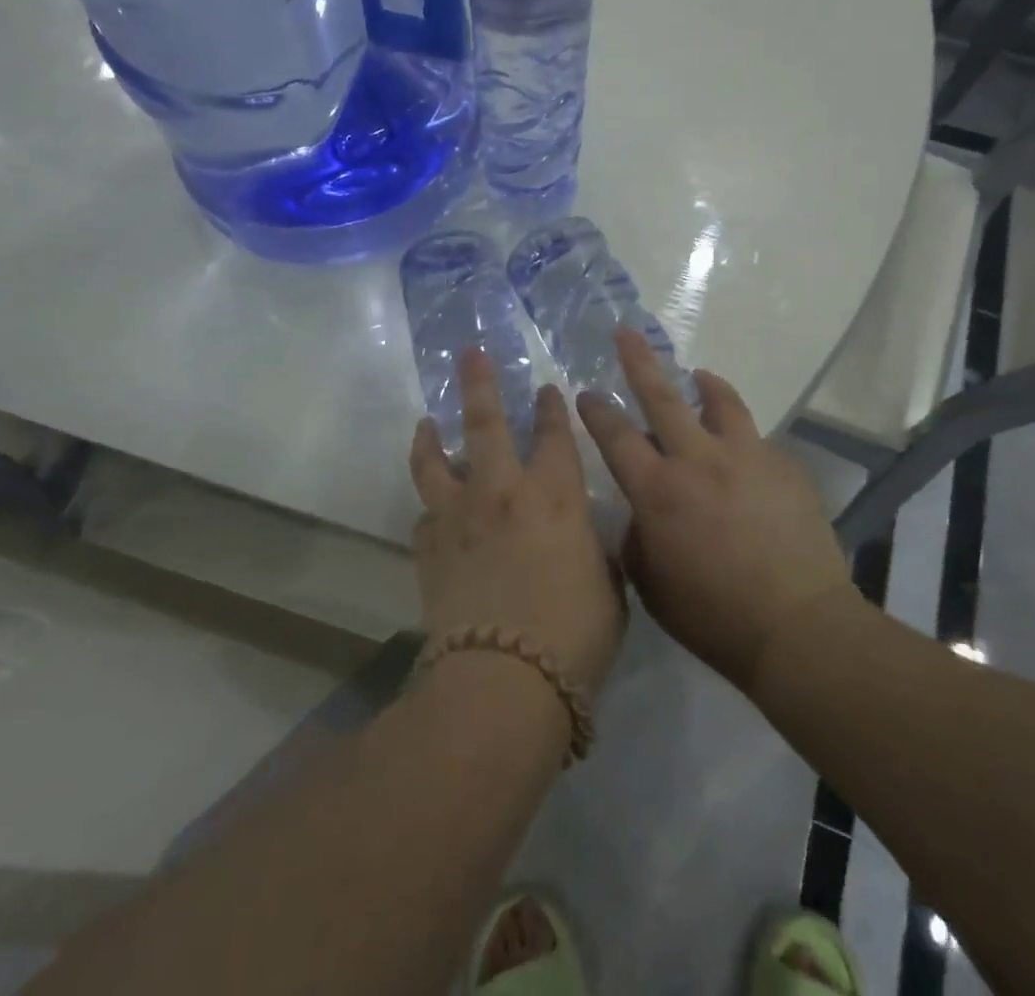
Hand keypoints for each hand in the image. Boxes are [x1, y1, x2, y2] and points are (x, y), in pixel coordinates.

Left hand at [409, 349, 624, 696]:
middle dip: (479, 383)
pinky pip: (425, 514)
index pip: (555, 436)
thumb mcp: (609, 587)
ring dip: (431, 436)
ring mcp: (458, 516)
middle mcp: (502, 492)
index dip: (551, 409)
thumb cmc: (574, 637)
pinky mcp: (428, 547)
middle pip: (485, 423)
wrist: (504, 681)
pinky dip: (430, 505)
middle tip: (470, 354)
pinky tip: (432, 507)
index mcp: (555, 496)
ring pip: (436, 460)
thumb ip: (593, 550)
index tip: (546, 390)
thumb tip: (580, 536)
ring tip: (426, 421)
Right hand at [577, 327, 855, 693]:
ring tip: (698, 374)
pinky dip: (742, 438)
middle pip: (662, 397)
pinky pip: (757, 440)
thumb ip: (637, 536)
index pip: (616, 436)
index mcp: (658, 491)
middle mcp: (698, 461)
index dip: (597, 412)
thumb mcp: (650, 584)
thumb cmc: (712, 617)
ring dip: (703, 384)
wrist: (798, 628)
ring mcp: (746, 458)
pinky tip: (744, 455)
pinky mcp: (784, 467)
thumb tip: (641, 509)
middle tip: (626, 333)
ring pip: (720, 402)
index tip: (586, 394)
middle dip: (639, 361)